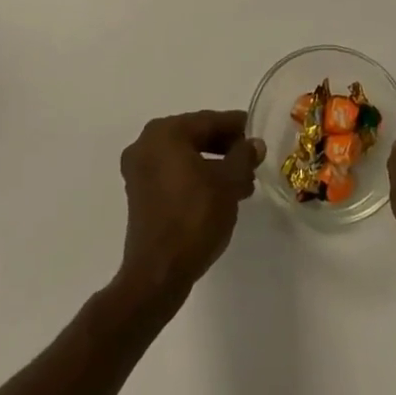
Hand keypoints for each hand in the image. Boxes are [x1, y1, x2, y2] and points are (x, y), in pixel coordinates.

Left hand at [116, 110, 264, 304]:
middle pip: (195, 137)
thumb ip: (243, 156)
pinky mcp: (139, 195)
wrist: (158, 274)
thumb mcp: (229, 182)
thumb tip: (254, 144)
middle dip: (226, 148)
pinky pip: (174, 175)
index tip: (256, 132)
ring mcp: (139, 171)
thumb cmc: (194, 217)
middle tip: (252, 159)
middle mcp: (146, 144)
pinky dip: (196, 179)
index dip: (236, 126)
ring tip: (243, 183)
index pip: (208, 120)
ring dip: (214, 166)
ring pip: (185, 158)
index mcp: (165, 133)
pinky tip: (220, 195)